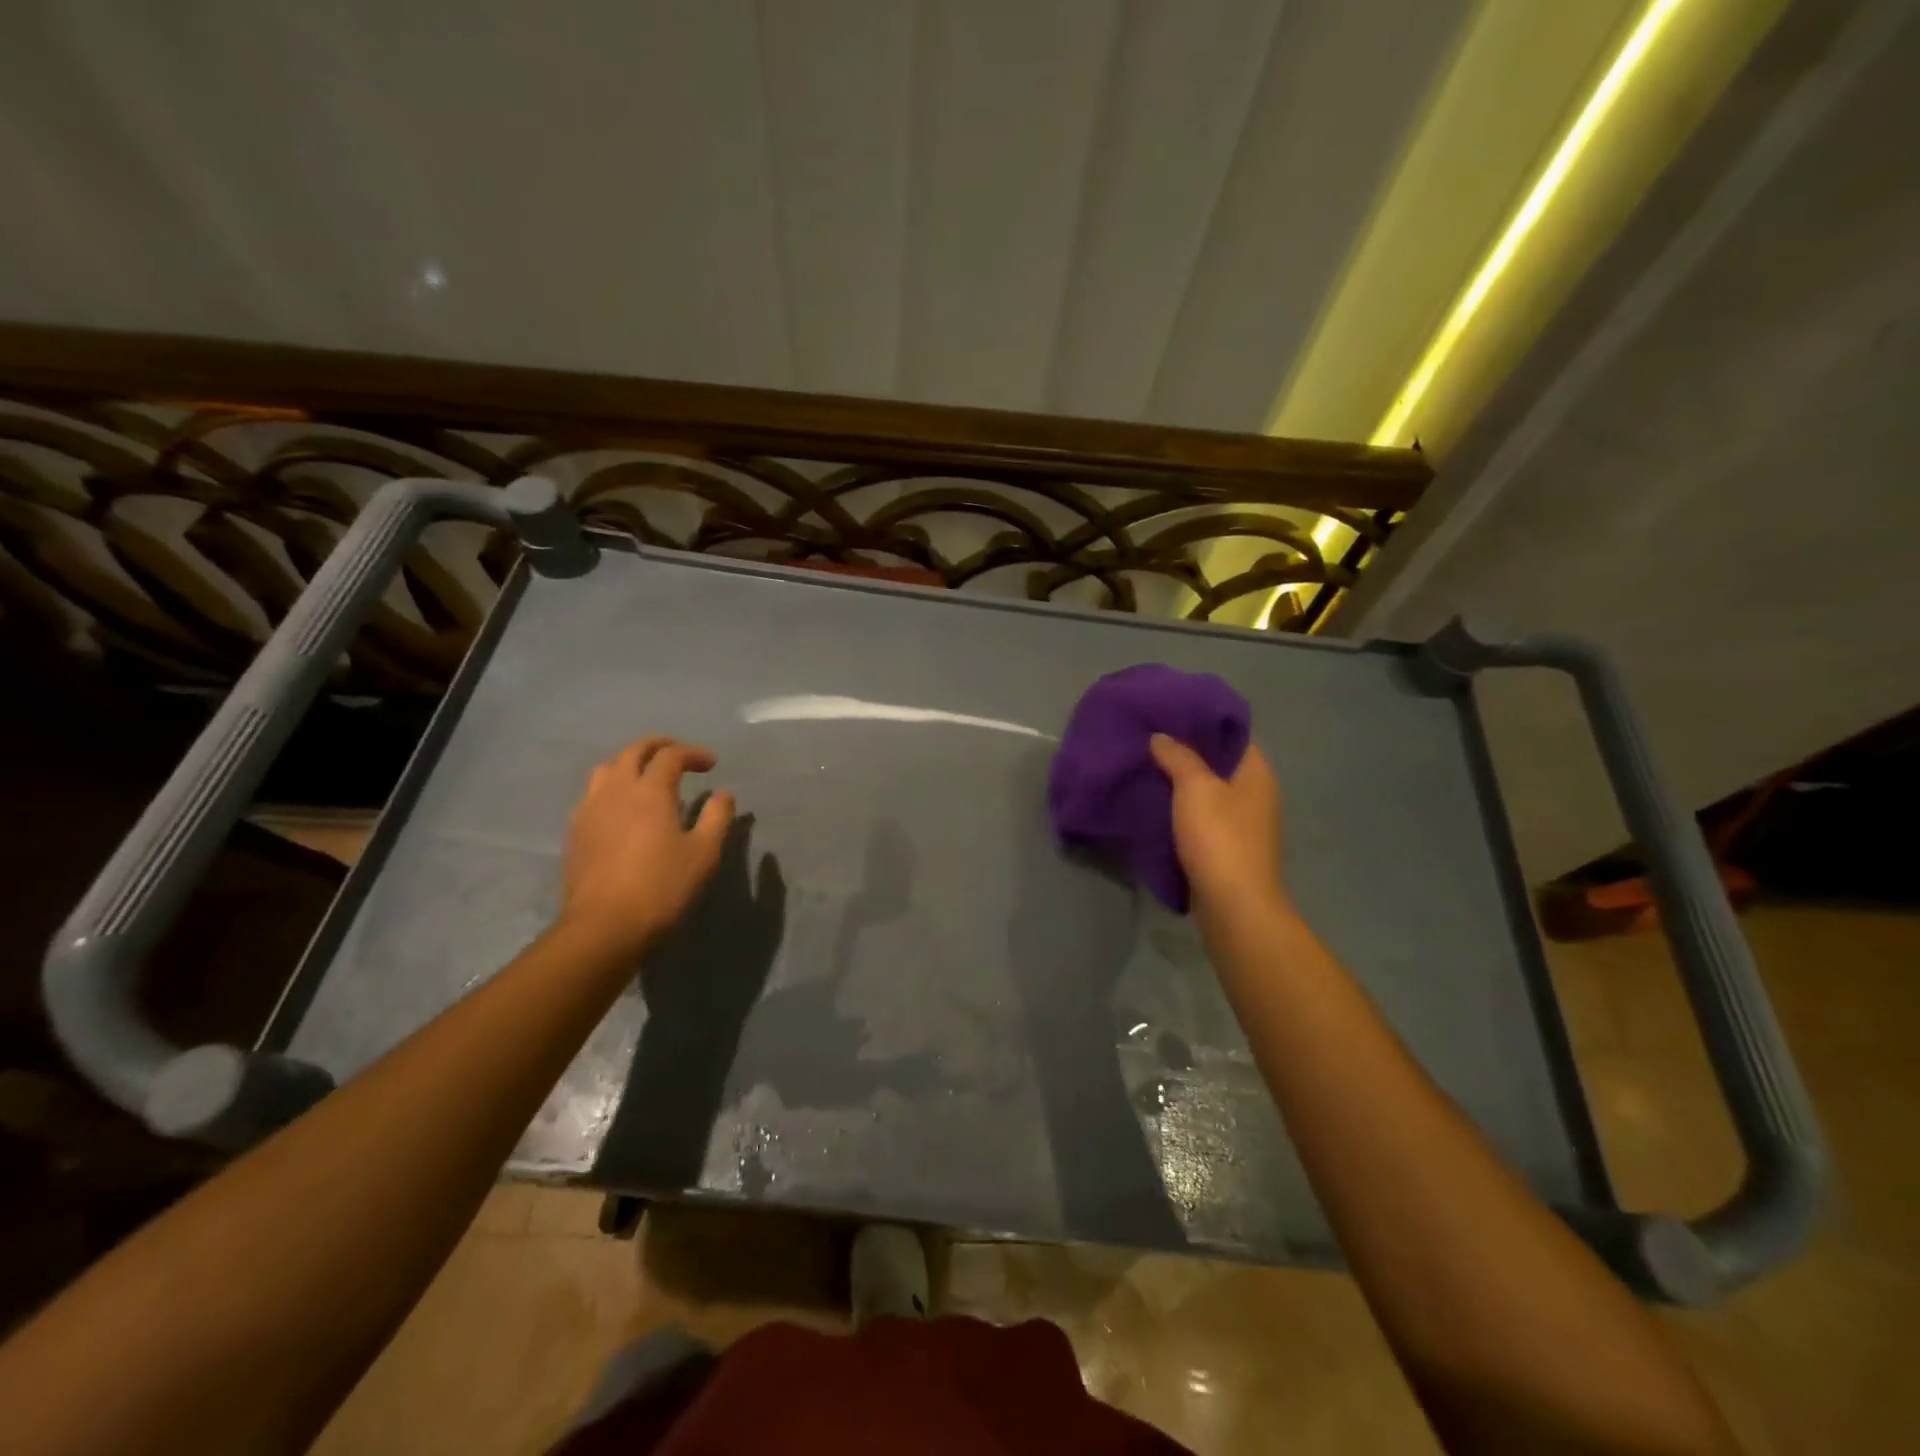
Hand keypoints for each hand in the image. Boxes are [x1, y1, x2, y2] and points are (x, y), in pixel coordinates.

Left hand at [558, 737, 735, 958]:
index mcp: (650, 791)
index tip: (711, 764)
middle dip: (659, 746)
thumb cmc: (662, 887)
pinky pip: (593, 794)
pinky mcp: (576, 831)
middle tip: (679, 755)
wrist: (604, 926)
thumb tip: (723, 794)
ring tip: (647, 778)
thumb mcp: (704, 853)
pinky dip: (613, 788)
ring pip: (607, 769)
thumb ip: (717, 817)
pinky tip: (623, 809)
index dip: (693, 753)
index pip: (671, 755)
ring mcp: (590, 809)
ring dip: (631, 763)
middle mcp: (617, 790)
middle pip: (634, 751)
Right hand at [1149, 735, 1287, 925]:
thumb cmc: (1220, 838)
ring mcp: (1244, 824)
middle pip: (1219, 762)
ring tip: (1146, 768)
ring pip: (1209, 792)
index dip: (1202, 721)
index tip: (1169, 713)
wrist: (1234, 907)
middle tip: (1149, 739)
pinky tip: (1155, 805)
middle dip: (1186, 752)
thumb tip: (1161, 737)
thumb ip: (1178, 757)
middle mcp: (1256, 794)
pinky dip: (1182, 810)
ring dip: (1181, 783)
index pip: (1233, 733)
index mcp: (1257, 772)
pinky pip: (1202, 818)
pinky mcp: (1228, 849)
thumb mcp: (1195, 788)